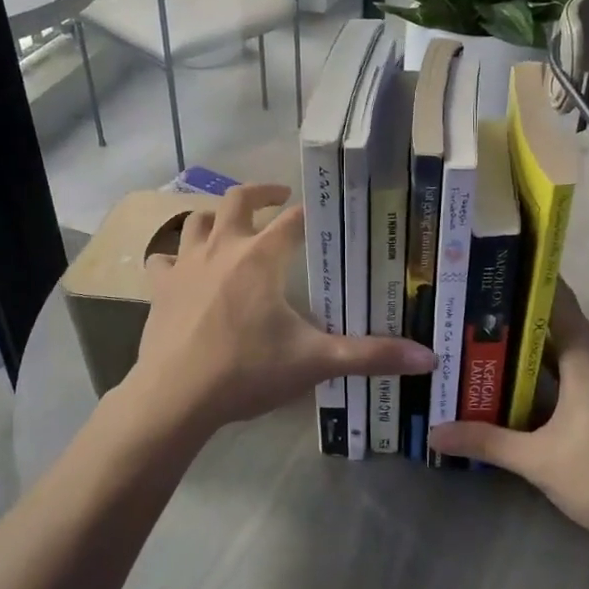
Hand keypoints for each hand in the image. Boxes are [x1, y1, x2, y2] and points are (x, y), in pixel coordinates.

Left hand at [126, 183, 435, 437]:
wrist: (174, 397)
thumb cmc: (246, 371)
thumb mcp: (315, 363)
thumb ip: (371, 355)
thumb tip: (429, 358)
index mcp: (261, 256)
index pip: (294, 219)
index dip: (312, 211)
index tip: (327, 211)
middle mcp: (222, 248)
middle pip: (238, 200)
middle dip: (261, 191)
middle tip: (280, 195)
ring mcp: (185, 265)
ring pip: (197, 221)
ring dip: (216, 217)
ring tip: (232, 225)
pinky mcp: (159, 287)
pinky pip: (163, 258)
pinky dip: (174, 256)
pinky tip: (182, 268)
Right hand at [427, 283, 588, 549]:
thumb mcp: (537, 461)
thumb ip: (486, 441)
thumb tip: (435, 432)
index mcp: (587, 358)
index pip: (556, 301)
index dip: (524, 281)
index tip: (489, 270)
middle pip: (556, 323)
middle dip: (514, 315)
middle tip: (469, 308)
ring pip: (564, 350)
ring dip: (528, 346)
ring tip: (482, 339)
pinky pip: (573, 370)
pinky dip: (544, 369)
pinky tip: (515, 383)